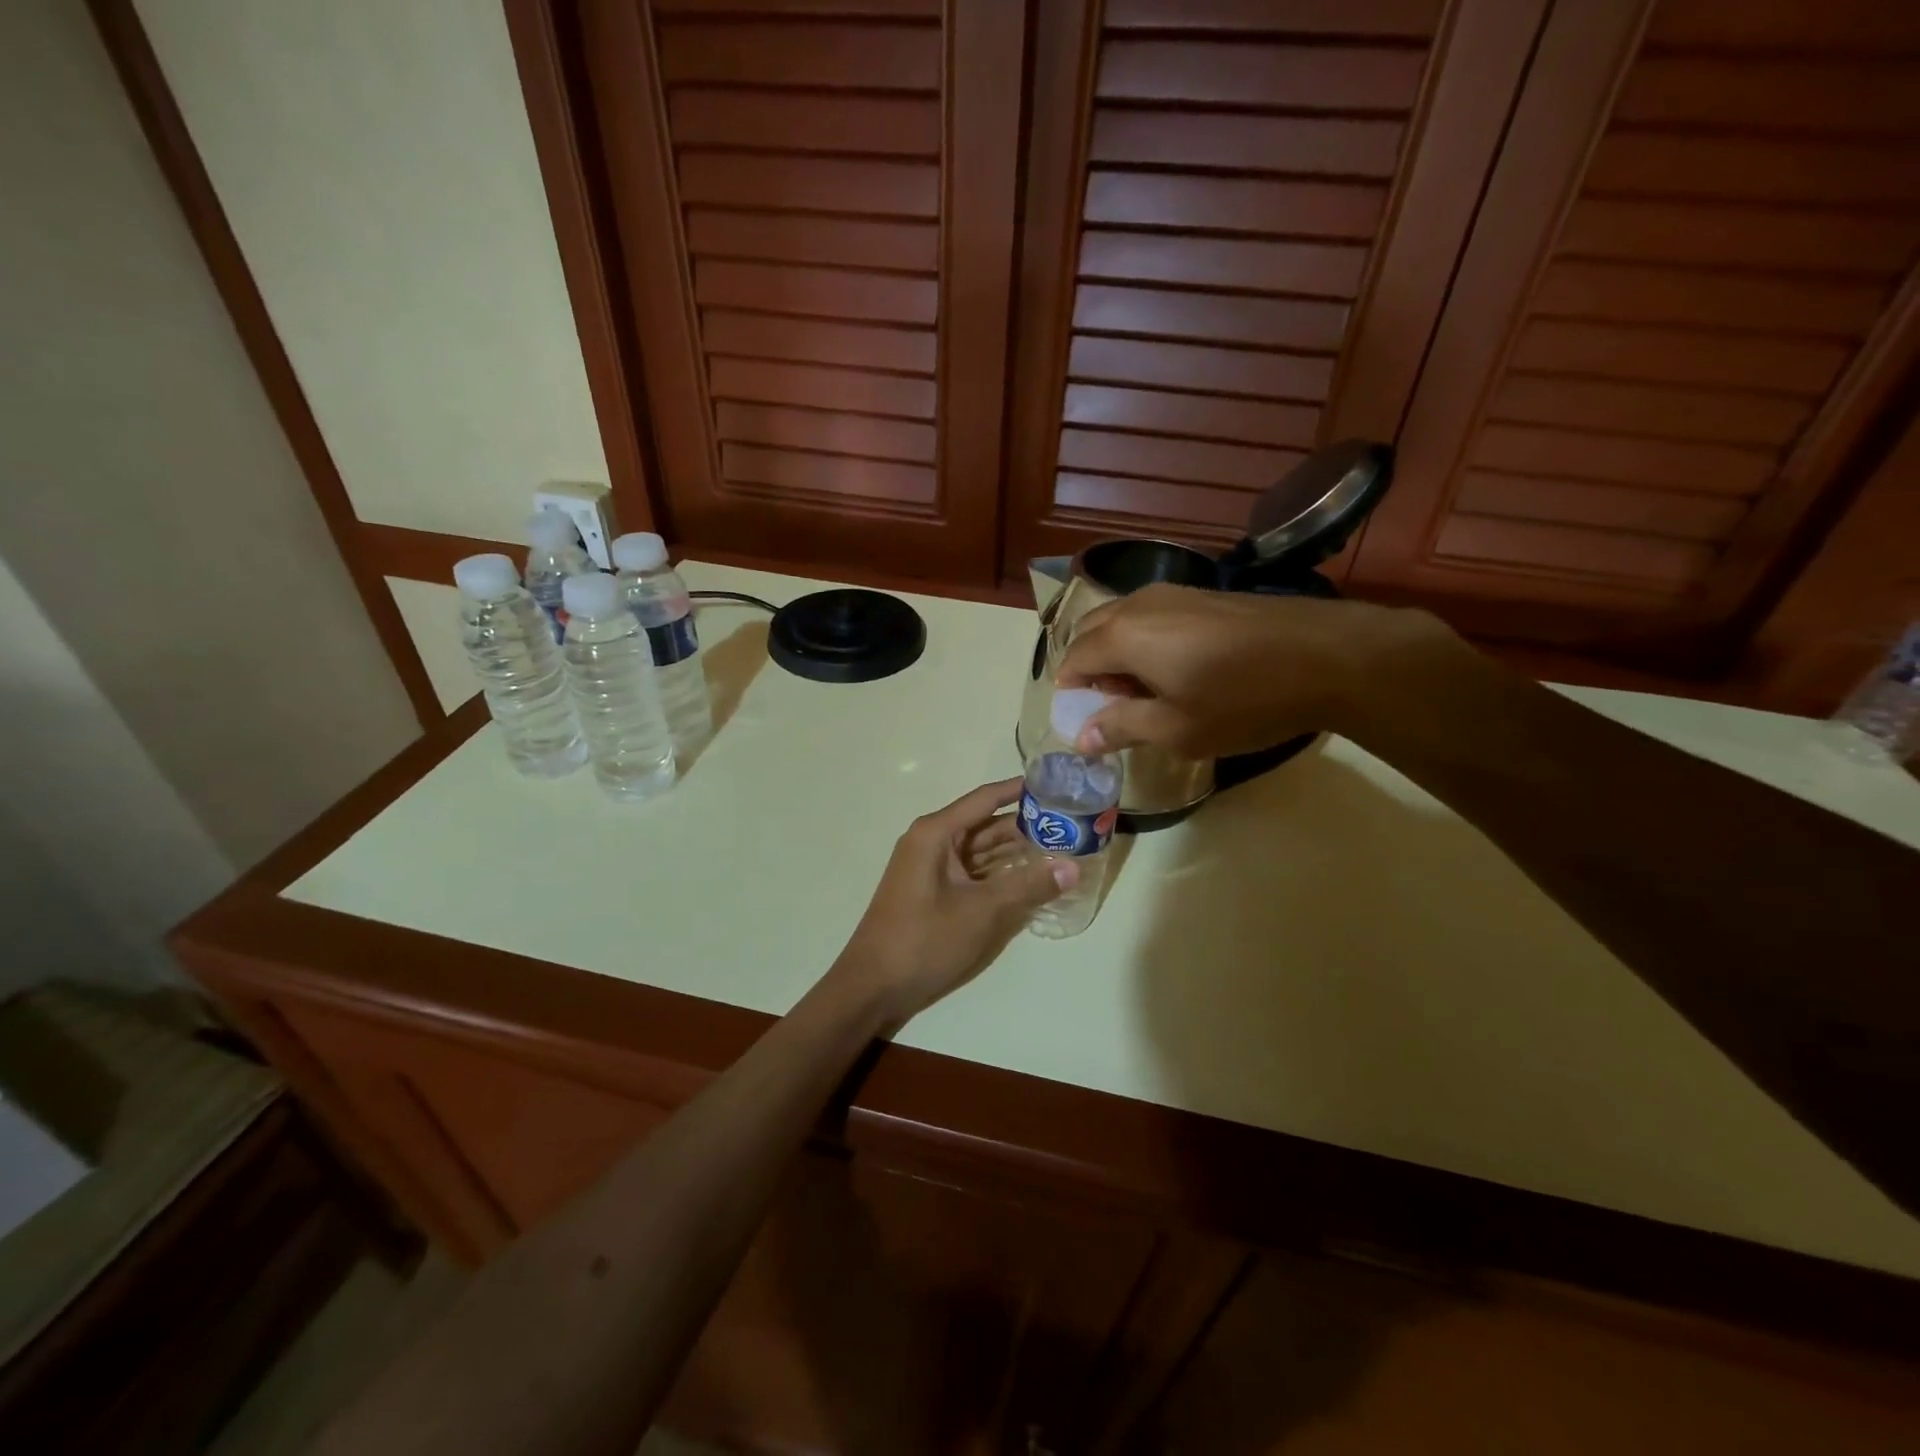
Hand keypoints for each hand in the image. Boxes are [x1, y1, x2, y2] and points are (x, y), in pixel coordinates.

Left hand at [828, 780, 1076, 1030]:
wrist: (872, 988)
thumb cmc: (923, 940)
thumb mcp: (981, 911)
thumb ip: (1027, 886)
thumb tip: (1074, 867)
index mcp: (936, 833)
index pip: (986, 799)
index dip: (1021, 790)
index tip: (1058, 784)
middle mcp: (933, 842)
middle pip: (986, 824)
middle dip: (1027, 826)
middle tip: (1072, 825)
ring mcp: (933, 869)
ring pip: (982, 851)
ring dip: (1017, 852)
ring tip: (1062, 849)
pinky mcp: (936, 893)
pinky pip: (974, 873)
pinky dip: (1001, 874)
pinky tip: (1033, 879)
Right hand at [1057, 583, 1451, 758]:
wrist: (1329, 655)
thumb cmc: (1244, 700)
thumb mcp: (1177, 729)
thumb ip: (1121, 728)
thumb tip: (1080, 737)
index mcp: (1123, 635)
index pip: (1073, 659)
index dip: (1070, 691)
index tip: (1083, 720)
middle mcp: (1139, 604)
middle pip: (1091, 632)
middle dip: (1089, 668)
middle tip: (1112, 706)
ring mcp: (1173, 593)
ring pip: (1121, 620)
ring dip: (1117, 653)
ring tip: (1146, 691)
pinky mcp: (1203, 594)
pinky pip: (1151, 615)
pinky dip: (1144, 640)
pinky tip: (1177, 669)